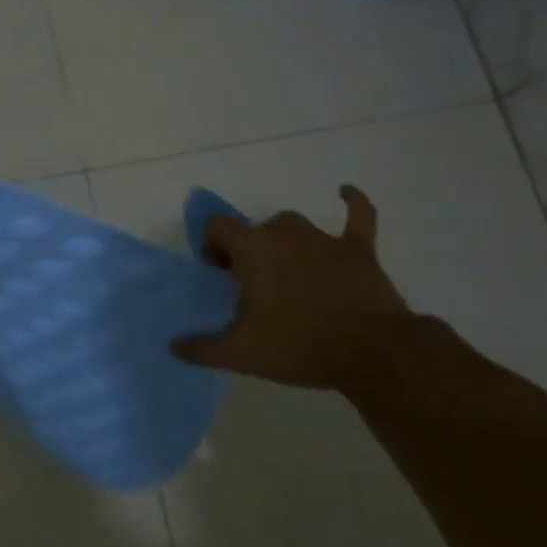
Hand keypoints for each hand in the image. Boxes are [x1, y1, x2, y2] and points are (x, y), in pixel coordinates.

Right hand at [172, 186, 410, 387]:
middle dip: (247, 250)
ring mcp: (325, 239)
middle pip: (255, 229)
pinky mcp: (359, 249)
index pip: (217, 226)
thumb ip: (202, 348)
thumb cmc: (299, 345)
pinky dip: (352, 202)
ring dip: (283, 240)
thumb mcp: (241, 353)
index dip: (211, 244)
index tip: (218, 273)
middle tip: (250, 285)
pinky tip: (345, 192)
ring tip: (284, 269)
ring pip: (294, 225)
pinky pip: (358, 215)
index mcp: (253, 249)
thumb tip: (173, 346)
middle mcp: (285, 233)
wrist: (373, 352)